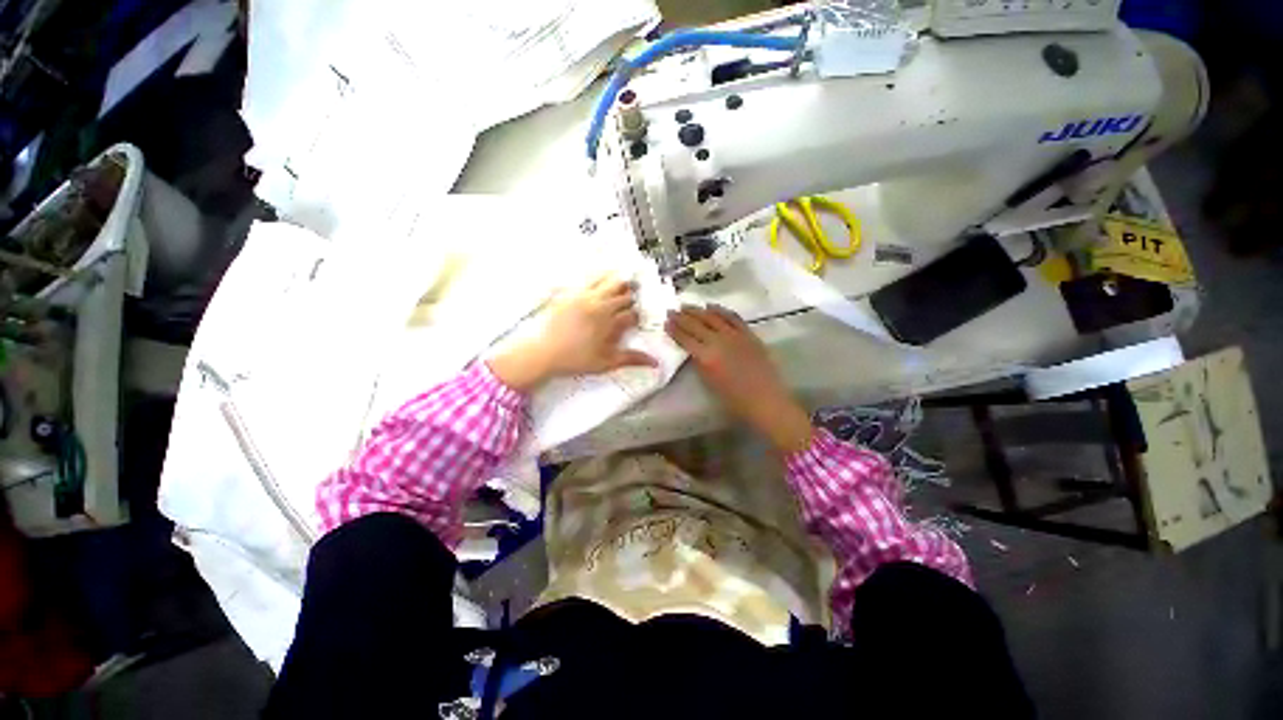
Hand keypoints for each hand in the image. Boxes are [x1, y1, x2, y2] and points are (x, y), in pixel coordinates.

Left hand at [488, 275, 656, 392]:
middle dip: (631, 296)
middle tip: (634, 299)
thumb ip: (631, 359)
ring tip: (624, 282)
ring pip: (609, 281)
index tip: (638, 319)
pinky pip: (589, 278)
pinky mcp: (571, 292)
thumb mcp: (605, 363)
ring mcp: (585, 296)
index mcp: (610, 323)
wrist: (543, 352)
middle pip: (624, 294)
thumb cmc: (575, 359)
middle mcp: (600, 305)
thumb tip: (654, 362)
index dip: (639, 315)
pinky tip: (603, 276)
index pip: (633, 313)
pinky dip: (600, 276)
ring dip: (619, 282)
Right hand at [665, 305, 812, 454]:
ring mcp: (734, 335)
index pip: (685, 338)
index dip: (674, 329)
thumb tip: (693, 350)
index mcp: (706, 357)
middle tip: (671, 310)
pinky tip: (712, 307)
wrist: (766, 400)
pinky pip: (732, 317)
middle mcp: (718, 341)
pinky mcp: (748, 333)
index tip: (666, 322)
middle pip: (696, 324)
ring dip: (698, 310)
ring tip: (687, 306)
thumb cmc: (734, 400)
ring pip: (712, 317)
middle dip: (682, 317)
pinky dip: (720, 310)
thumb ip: (699, 363)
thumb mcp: (709, 382)